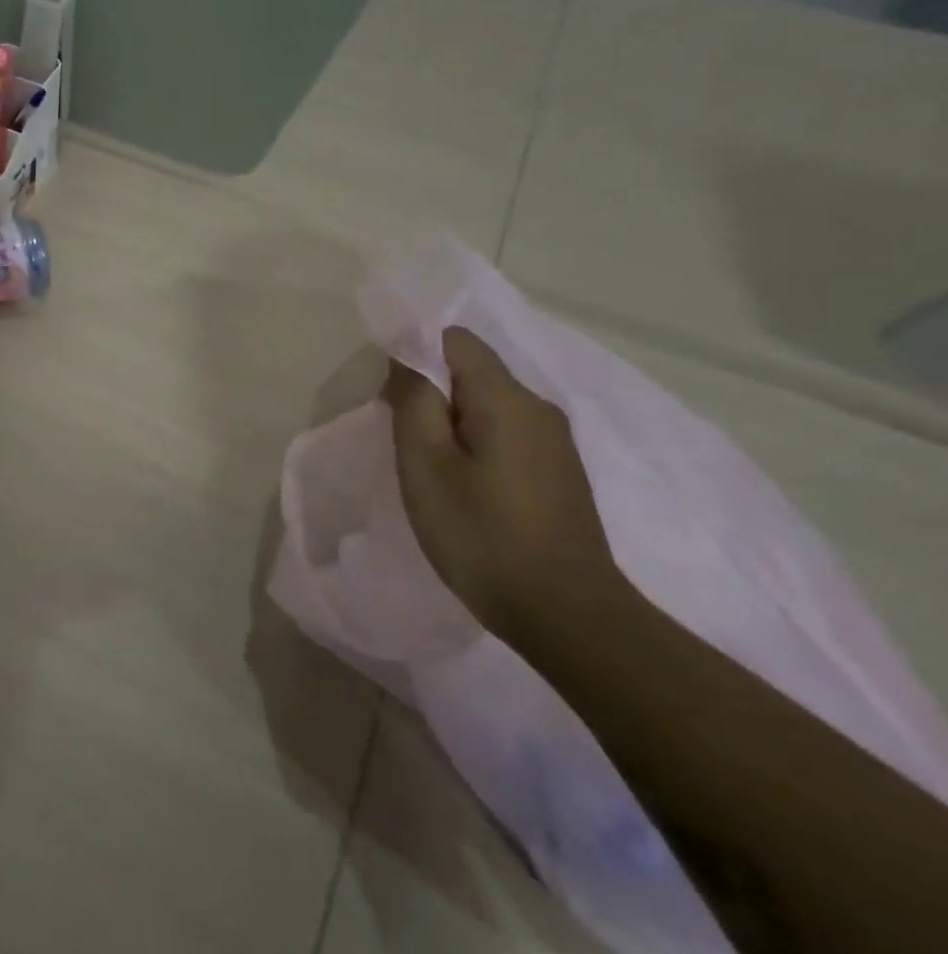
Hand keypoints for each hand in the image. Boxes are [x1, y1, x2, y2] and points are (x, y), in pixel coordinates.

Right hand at [383, 327, 627, 653]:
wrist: (566, 614)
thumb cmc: (481, 534)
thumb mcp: (426, 463)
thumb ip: (413, 400)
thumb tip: (406, 360)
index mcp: (506, 398)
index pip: (455, 339)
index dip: (414, 350)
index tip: (387, 392)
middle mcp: (538, 408)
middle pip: (471, 371)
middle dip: (429, 390)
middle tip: (398, 435)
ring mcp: (554, 442)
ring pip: (486, 405)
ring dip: (449, 421)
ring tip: (424, 465)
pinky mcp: (557, 473)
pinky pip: (504, 434)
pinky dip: (473, 444)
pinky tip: (460, 485)